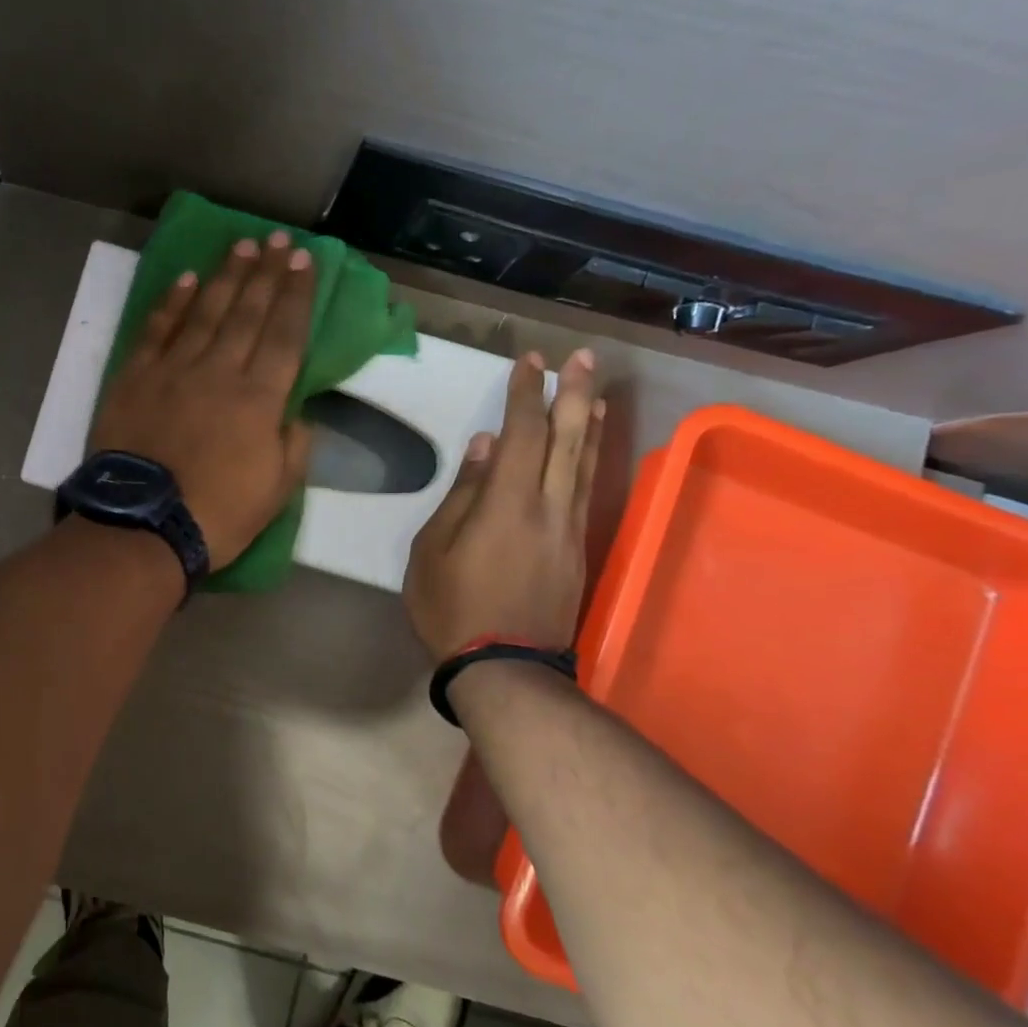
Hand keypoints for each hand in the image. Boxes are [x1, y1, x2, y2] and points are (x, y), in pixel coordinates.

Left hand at [91, 233, 316, 568]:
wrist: (144, 526)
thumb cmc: (218, 514)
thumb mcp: (277, 491)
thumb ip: (294, 446)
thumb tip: (296, 413)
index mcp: (260, 399)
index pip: (285, 335)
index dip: (297, 296)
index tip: (305, 262)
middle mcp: (220, 371)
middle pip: (247, 313)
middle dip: (267, 273)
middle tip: (279, 240)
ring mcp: (174, 369)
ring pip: (205, 311)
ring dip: (225, 276)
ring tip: (242, 246)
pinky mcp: (135, 377)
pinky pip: (157, 330)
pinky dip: (171, 303)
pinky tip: (185, 279)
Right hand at [404, 349, 604, 660]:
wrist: (504, 668)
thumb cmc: (452, 607)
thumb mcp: (432, 551)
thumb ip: (461, 495)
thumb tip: (484, 448)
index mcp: (506, 505)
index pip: (522, 435)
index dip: (527, 394)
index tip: (530, 360)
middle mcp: (548, 508)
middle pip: (568, 441)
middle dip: (575, 394)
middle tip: (583, 358)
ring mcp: (569, 530)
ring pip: (585, 465)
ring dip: (590, 423)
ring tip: (595, 391)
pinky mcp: (578, 550)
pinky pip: (586, 491)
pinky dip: (590, 460)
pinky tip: (588, 448)